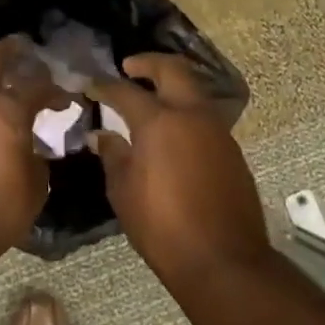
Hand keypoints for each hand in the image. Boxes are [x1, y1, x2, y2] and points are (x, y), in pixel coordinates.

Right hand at [87, 53, 270, 283]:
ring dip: (172, 86)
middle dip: (149, 63)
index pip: (126, 92)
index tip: (91, 86)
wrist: (224, 261)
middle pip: (173, 70)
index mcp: (159, 121)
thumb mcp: (124, 192)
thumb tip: (103, 136)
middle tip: (130, 68)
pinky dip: (186, 112)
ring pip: (194, 91)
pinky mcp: (232, 151)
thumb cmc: (162, 227)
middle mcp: (191, 116)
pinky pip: (205, 118)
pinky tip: (172, 133)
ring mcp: (217, 131)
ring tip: (151, 98)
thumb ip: (113, 156)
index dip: (105, 86)